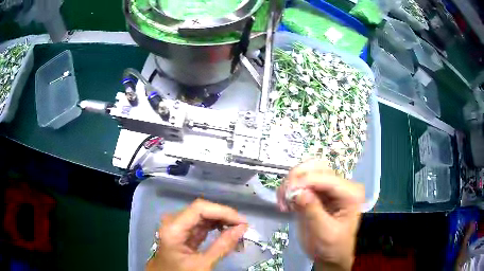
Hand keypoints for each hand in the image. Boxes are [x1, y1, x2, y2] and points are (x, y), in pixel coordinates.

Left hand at [147, 199, 247, 270]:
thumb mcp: (202, 264)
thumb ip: (222, 246)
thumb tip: (242, 228)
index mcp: (173, 228)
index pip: (199, 208)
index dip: (222, 211)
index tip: (242, 221)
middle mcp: (173, 221)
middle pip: (201, 210)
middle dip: (224, 216)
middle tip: (243, 227)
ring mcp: (178, 225)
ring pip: (203, 216)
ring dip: (222, 221)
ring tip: (239, 230)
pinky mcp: (183, 231)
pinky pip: (202, 224)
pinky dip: (216, 228)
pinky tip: (228, 232)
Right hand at [277, 160, 363, 270]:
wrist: (330, 256)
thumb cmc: (333, 247)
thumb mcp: (325, 233)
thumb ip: (313, 212)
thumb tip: (298, 192)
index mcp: (350, 194)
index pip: (327, 178)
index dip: (306, 181)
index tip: (288, 193)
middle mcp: (340, 186)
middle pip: (316, 167)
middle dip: (297, 178)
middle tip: (284, 196)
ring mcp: (327, 188)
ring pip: (306, 171)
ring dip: (290, 183)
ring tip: (283, 203)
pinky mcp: (315, 193)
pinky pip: (299, 182)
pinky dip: (288, 189)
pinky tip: (285, 205)